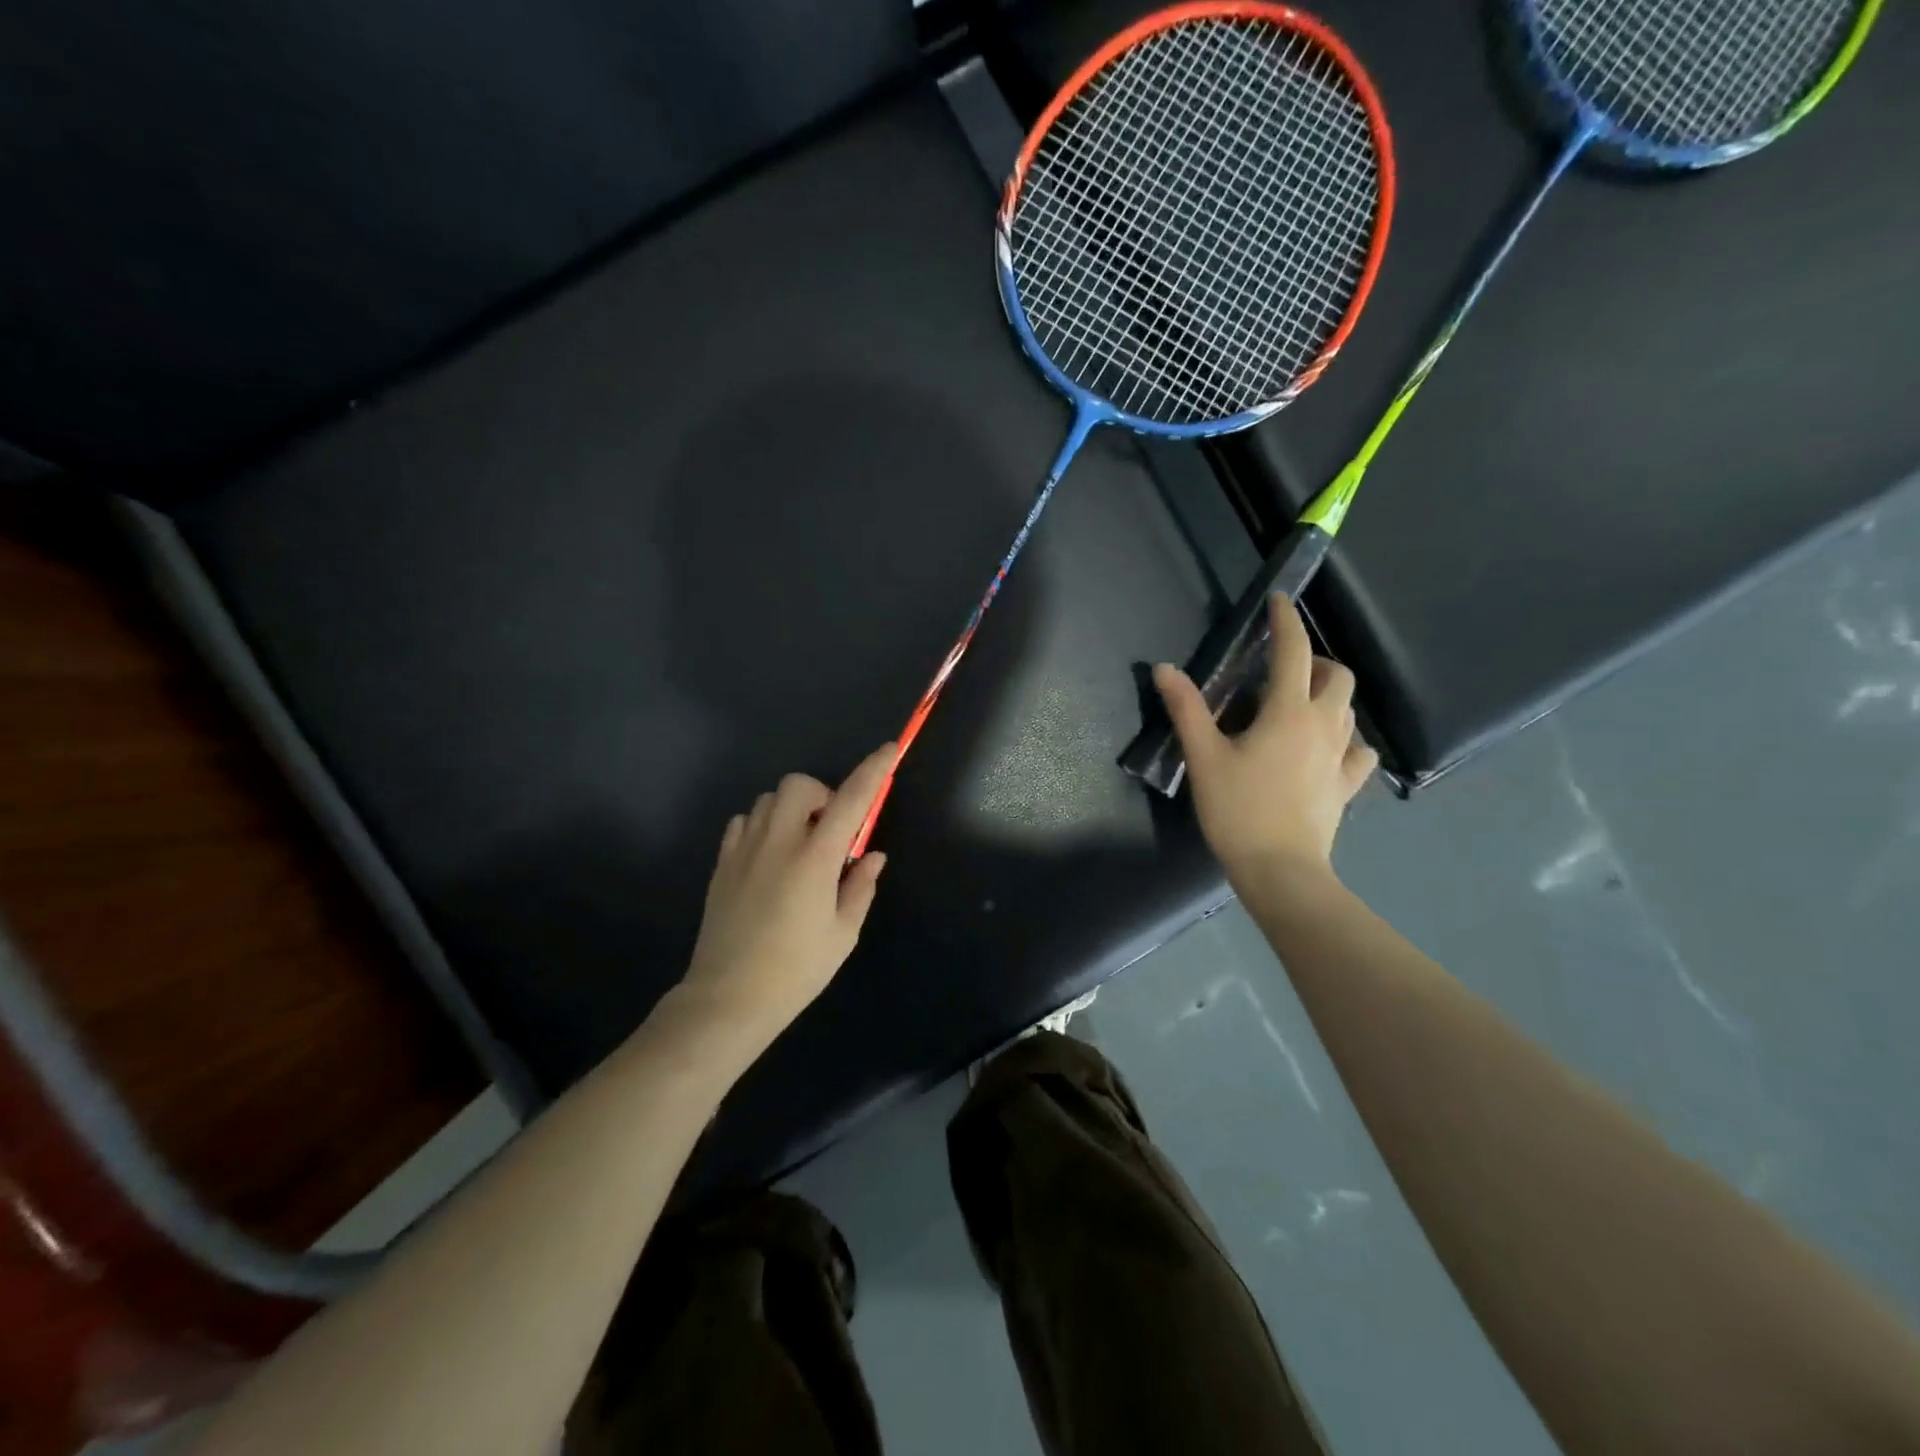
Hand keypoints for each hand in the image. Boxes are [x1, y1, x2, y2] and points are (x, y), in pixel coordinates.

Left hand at [673, 744, 894, 1051]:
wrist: (728, 998)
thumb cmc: (796, 970)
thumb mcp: (842, 933)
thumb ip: (861, 886)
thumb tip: (872, 855)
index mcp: (815, 858)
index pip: (851, 799)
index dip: (873, 770)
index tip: (889, 750)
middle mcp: (778, 842)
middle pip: (799, 785)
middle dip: (822, 795)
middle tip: (831, 831)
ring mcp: (744, 850)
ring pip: (769, 799)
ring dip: (792, 810)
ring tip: (800, 845)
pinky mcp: (722, 864)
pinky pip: (743, 822)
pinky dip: (762, 825)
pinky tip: (769, 856)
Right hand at [1154, 595, 1375, 885]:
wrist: (1280, 870)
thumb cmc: (1238, 809)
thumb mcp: (1204, 757)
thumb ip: (1186, 709)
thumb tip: (1164, 668)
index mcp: (1288, 712)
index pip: (1293, 652)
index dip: (1286, 621)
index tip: (1278, 600)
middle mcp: (1324, 726)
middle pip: (1337, 675)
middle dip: (1314, 660)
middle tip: (1281, 670)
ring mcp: (1342, 757)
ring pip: (1349, 710)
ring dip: (1328, 696)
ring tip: (1297, 706)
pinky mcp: (1347, 785)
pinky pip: (1358, 751)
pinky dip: (1345, 739)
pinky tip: (1326, 750)